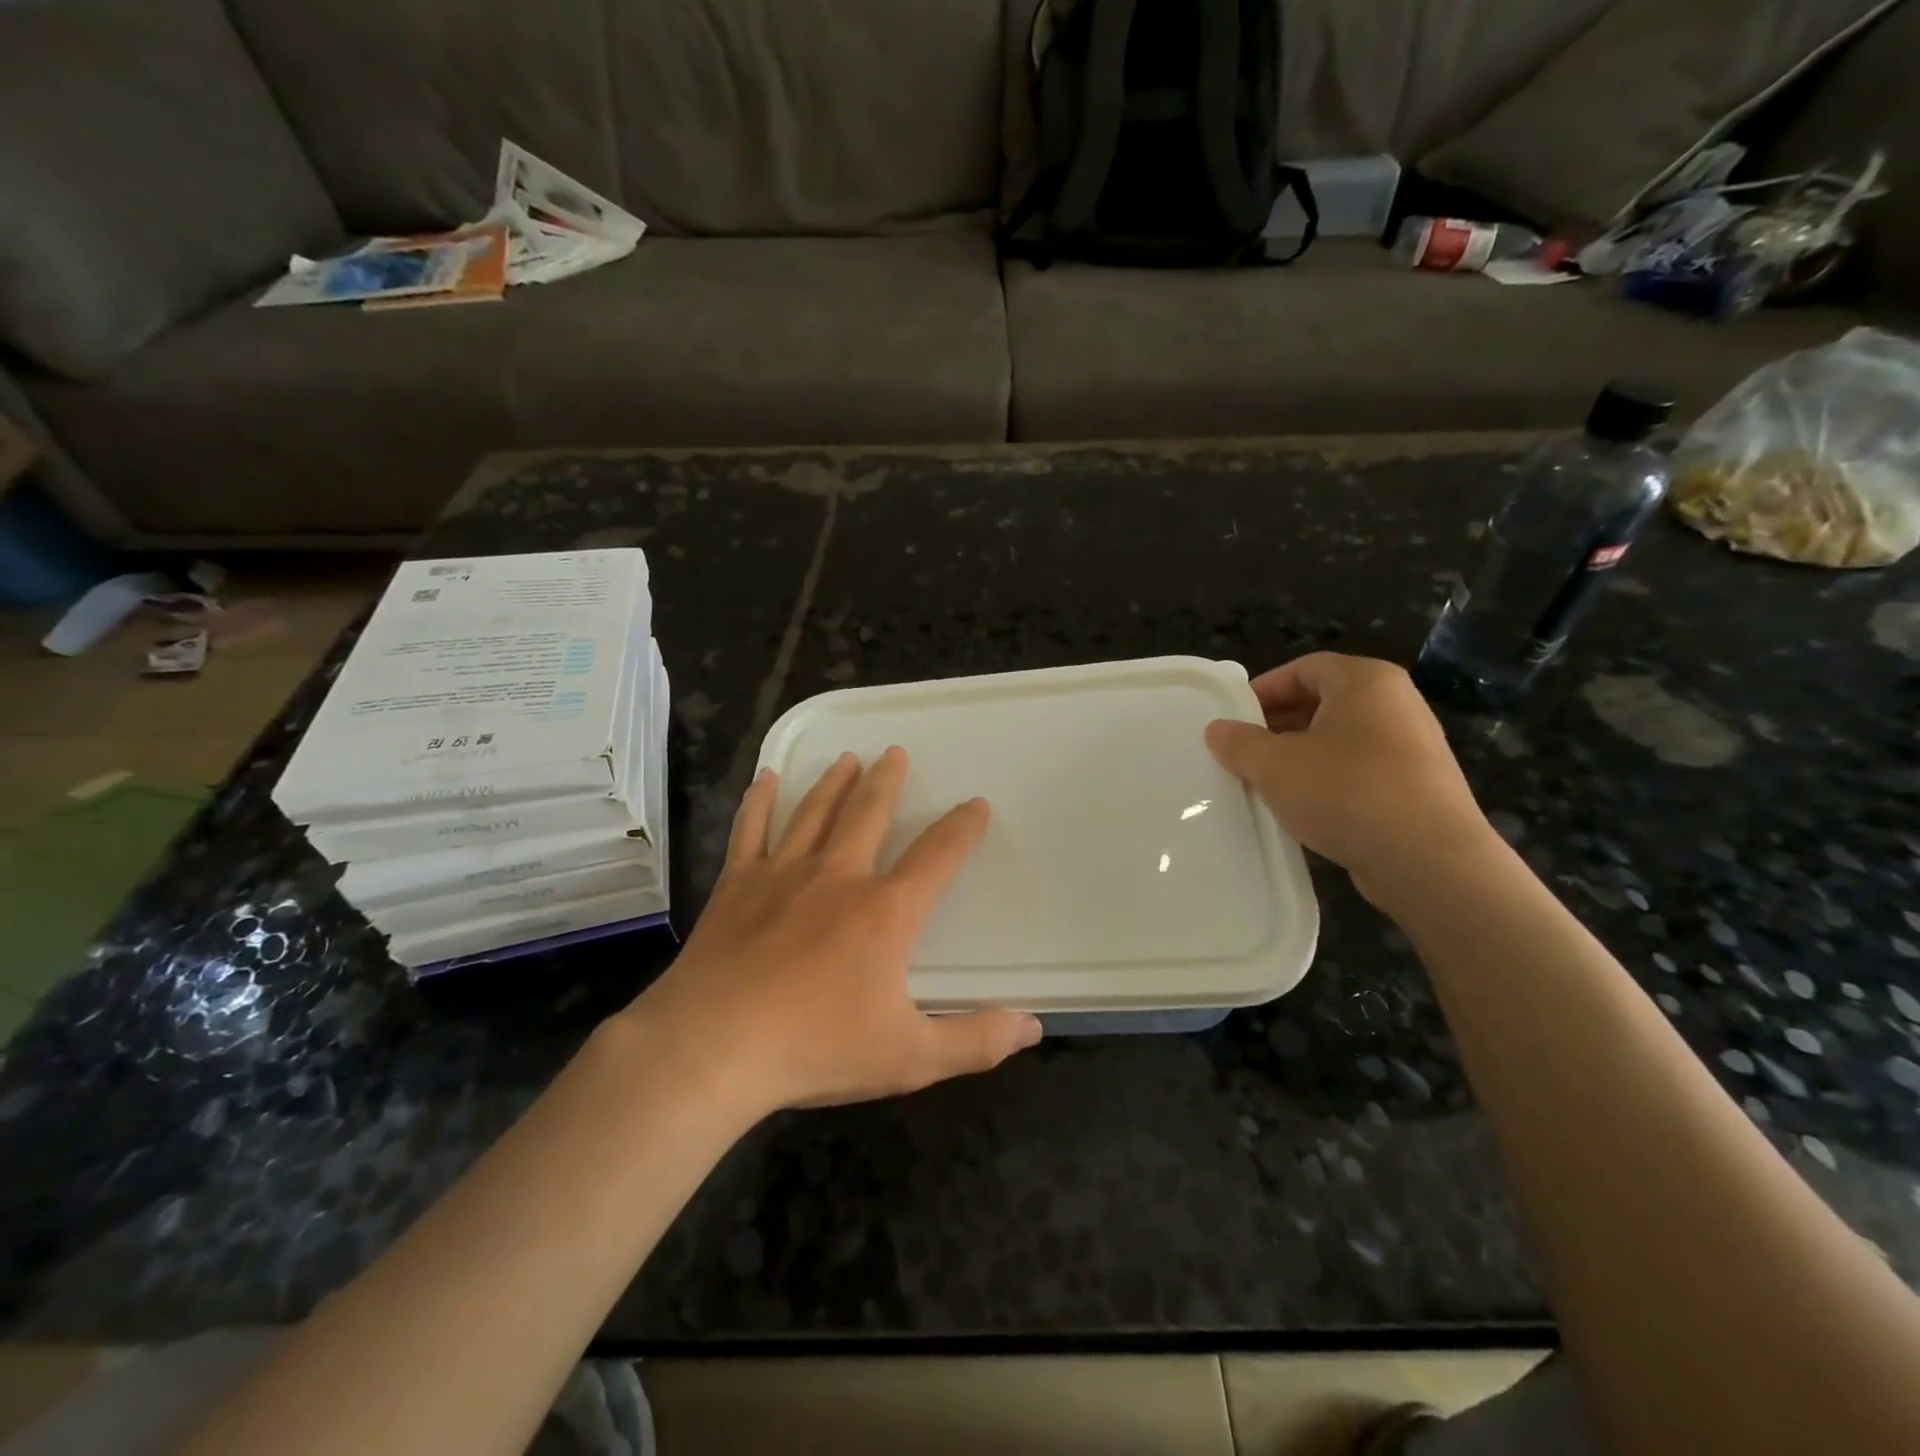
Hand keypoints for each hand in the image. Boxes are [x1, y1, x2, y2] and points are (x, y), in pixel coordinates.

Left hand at [627, 748, 1041, 1118]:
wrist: (712, 1050)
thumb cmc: (815, 1050)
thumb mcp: (909, 1057)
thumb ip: (975, 1041)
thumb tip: (1033, 1026)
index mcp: (885, 912)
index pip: (937, 857)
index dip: (962, 828)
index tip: (975, 804)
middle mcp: (838, 877)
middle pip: (869, 814)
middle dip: (887, 782)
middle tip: (895, 752)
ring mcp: (783, 875)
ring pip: (814, 812)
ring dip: (834, 782)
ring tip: (848, 757)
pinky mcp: (737, 885)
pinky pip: (751, 830)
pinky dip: (760, 802)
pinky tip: (765, 779)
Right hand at [1204, 653, 1500, 907]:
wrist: (1429, 860)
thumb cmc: (1346, 792)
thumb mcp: (1274, 765)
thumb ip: (1239, 743)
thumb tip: (1217, 730)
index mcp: (1366, 681)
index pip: (1304, 668)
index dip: (1263, 690)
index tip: (1233, 719)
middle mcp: (1396, 703)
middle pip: (1323, 702)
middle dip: (1278, 726)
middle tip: (1243, 753)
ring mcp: (1413, 746)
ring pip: (1340, 740)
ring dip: (1300, 758)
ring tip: (1268, 784)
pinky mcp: (1419, 787)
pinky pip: (1361, 772)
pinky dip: (1329, 783)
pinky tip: (1305, 811)